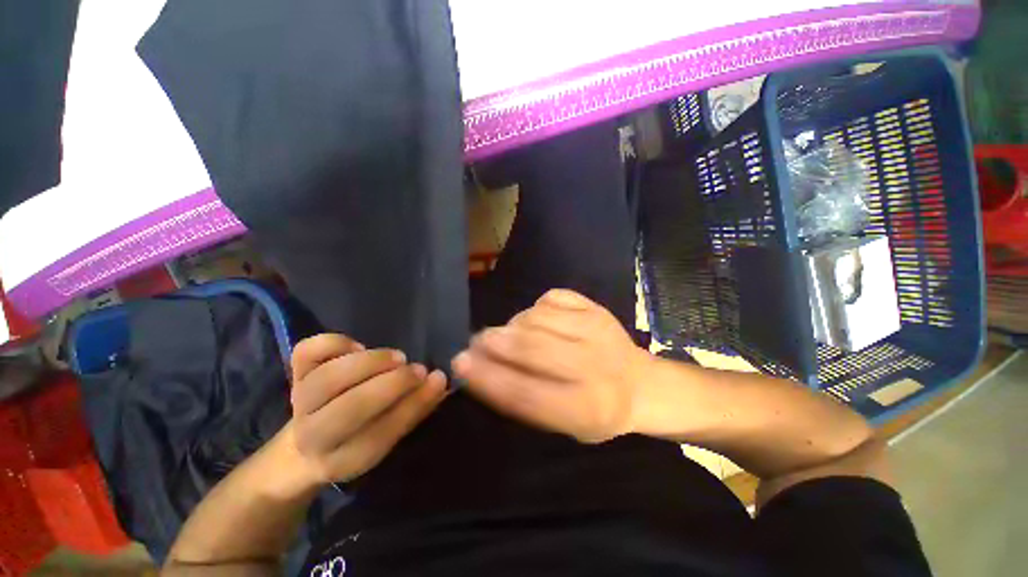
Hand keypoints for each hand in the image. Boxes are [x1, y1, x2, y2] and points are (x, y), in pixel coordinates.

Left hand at [289, 334, 447, 484]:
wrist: (307, 445)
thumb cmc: (358, 438)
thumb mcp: (386, 437)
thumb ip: (414, 409)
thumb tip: (439, 381)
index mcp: (342, 460)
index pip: (379, 435)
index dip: (413, 404)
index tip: (438, 378)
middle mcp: (314, 435)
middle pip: (349, 408)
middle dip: (392, 383)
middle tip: (418, 370)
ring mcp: (300, 402)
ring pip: (328, 377)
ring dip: (370, 362)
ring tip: (396, 358)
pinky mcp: (294, 375)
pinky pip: (307, 352)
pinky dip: (335, 343)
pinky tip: (357, 347)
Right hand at [453, 289, 650, 443]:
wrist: (640, 384)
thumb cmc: (594, 410)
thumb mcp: (560, 422)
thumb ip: (521, 397)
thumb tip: (479, 366)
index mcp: (585, 408)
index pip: (525, 392)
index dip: (487, 377)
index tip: (460, 363)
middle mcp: (593, 366)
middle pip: (531, 346)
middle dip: (495, 341)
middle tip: (477, 341)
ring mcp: (596, 329)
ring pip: (537, 317)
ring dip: (515, 325)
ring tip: (514, 335)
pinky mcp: (596, 307)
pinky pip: (551, 298)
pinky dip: (536, 308)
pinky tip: (540, 320)